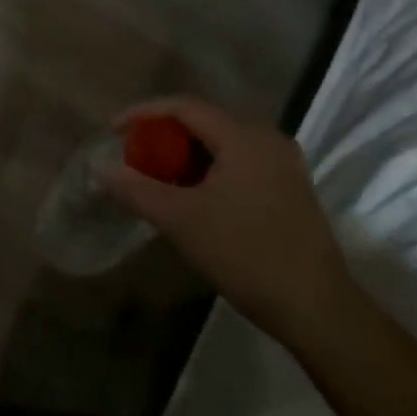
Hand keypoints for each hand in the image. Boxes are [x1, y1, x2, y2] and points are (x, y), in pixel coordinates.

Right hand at [101, 96, 358, 345]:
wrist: (317, 309)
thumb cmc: (245, 254)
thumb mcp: (181, 220)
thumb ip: (136, 189)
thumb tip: (98, 167)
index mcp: (243, 136)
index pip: (184, 106)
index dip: (143, 113)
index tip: (113, 131)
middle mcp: (267, 138)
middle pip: (204, 121)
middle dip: (164, 135)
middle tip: (136, 156)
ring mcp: (284, 163)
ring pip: (223, 142)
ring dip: (186, 153)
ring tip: (159, 176)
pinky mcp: (291, 187)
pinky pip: (240, 160)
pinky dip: (210, 168)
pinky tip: (195, 195)